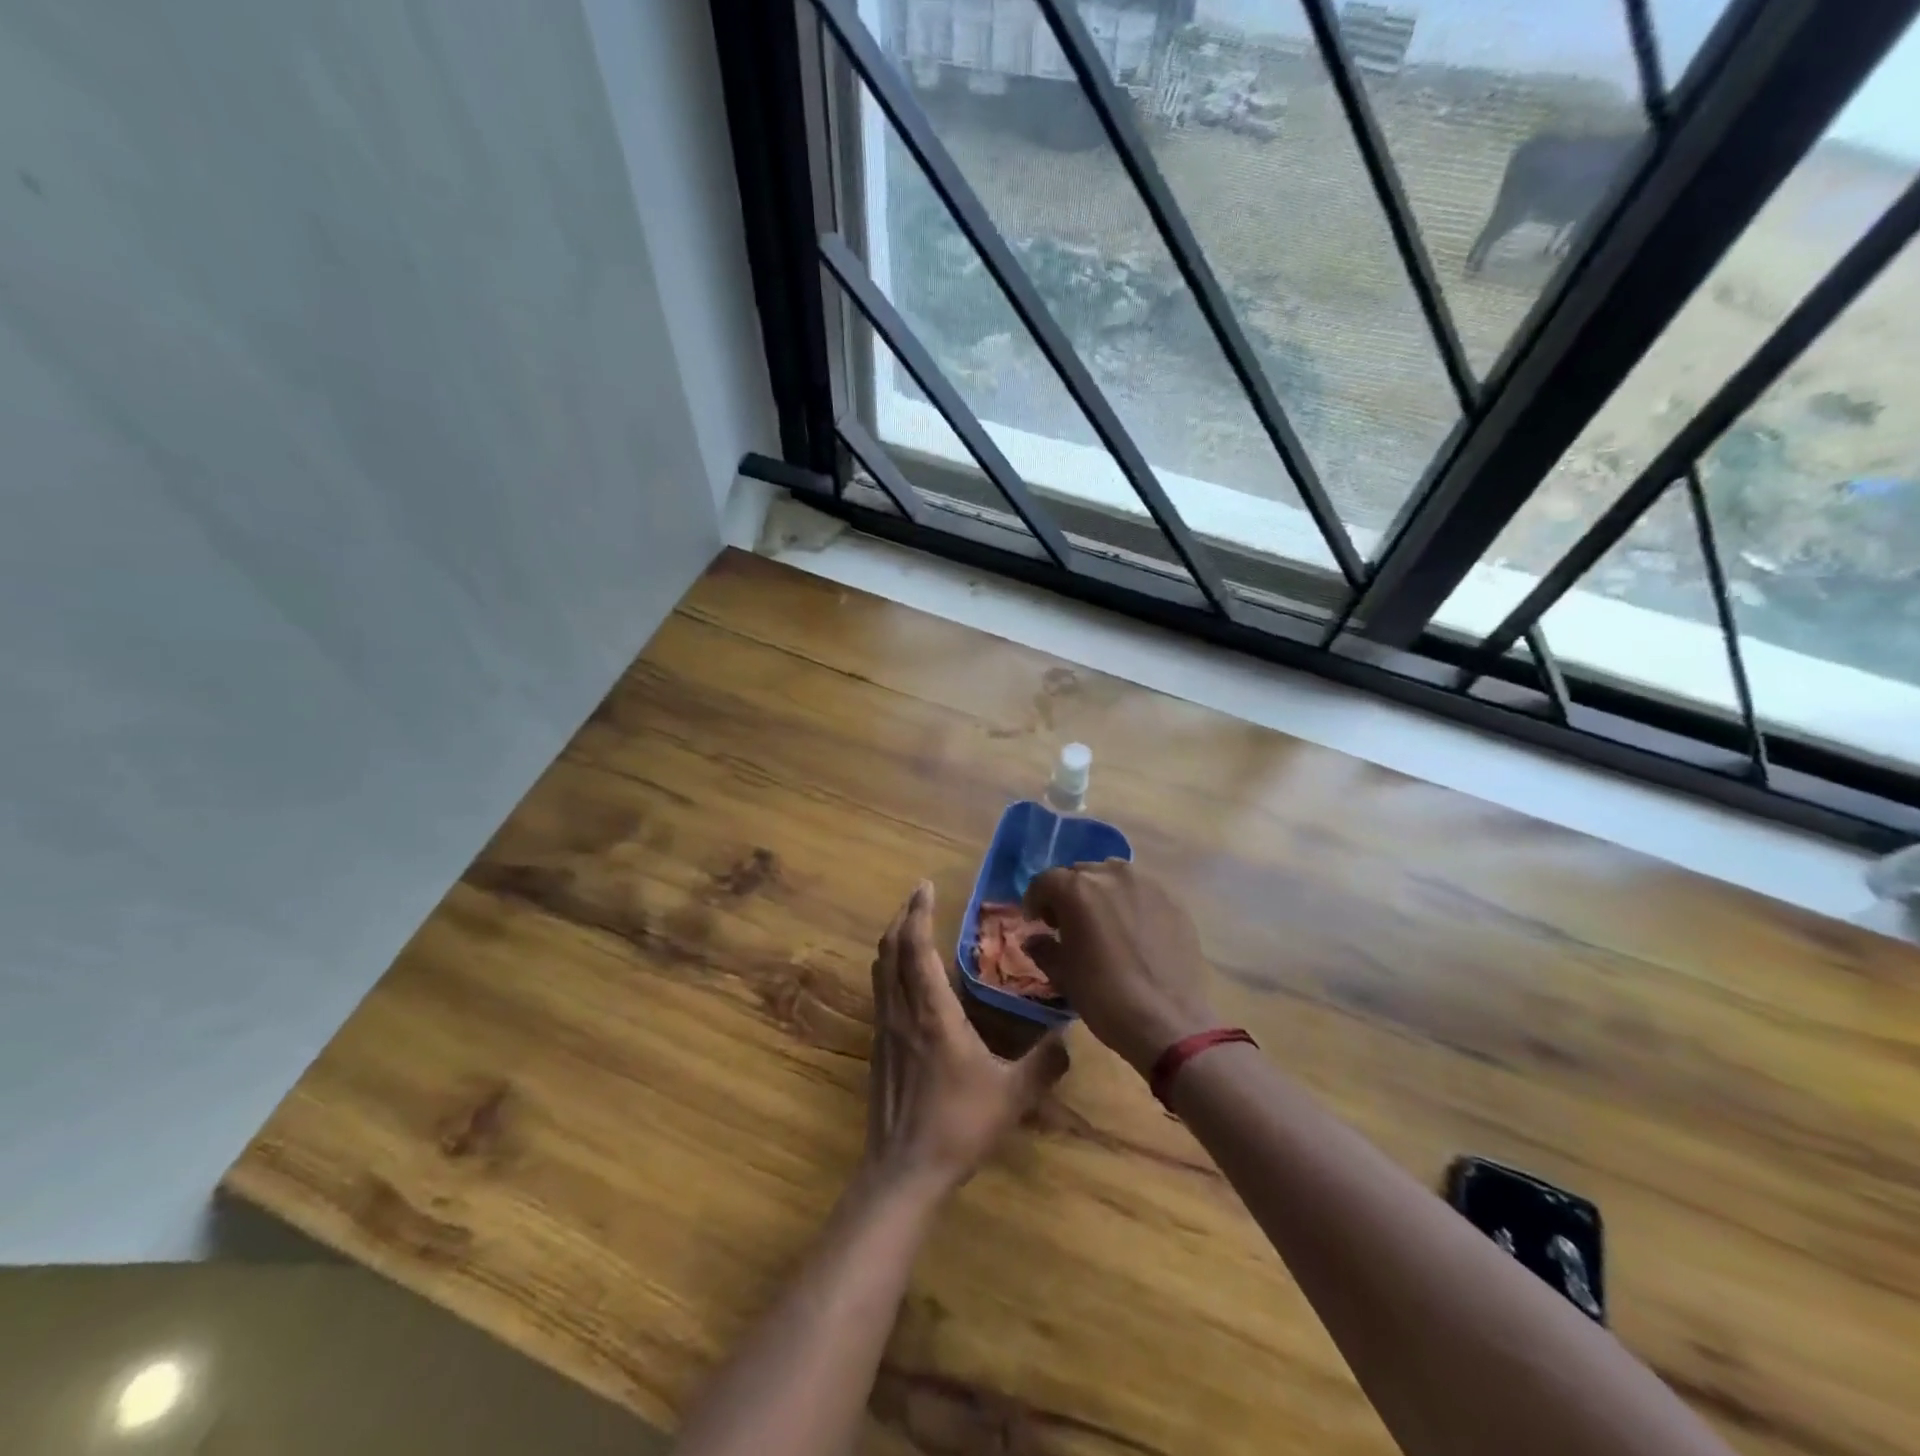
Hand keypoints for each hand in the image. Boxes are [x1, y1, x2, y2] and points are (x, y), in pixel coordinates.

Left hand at [864, 882, 1069, 1194]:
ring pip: (880, 970)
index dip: (918, 912)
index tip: (925, 886)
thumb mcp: (1012, 1095)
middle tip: (918, 898)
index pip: (916, 947)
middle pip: (889, 950)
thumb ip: (1045, 1063)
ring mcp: (885, 1030)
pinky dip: (890, 969)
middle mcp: (902, 1011)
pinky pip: (880, 993)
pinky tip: (907, 980)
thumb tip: (1070, 1036)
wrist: (903, 1172)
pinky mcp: (879, 1049)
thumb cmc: (958, 1126)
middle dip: (902, 918)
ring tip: (911, 928)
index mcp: (932, 1012)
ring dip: (892, 942)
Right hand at [1023, 860, 1217, 1074]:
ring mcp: (1146, 884)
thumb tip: (1035, 938)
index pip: (1045, 881)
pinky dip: (1130, 903)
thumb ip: (1043, 948)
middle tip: (1068, 924)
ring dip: (1100, 893)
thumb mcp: (1062, 974)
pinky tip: (1133, 931)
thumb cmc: (1104, 997)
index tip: (1037, 923)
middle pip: (1079, 874)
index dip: (1036, 900)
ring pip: (1112, 877)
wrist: (1168, 1022)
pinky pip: (1141, 892)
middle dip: (1068, 895)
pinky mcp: (1173, 900)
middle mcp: (1111, 874)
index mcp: (1077, 889)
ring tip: (1103, 923)